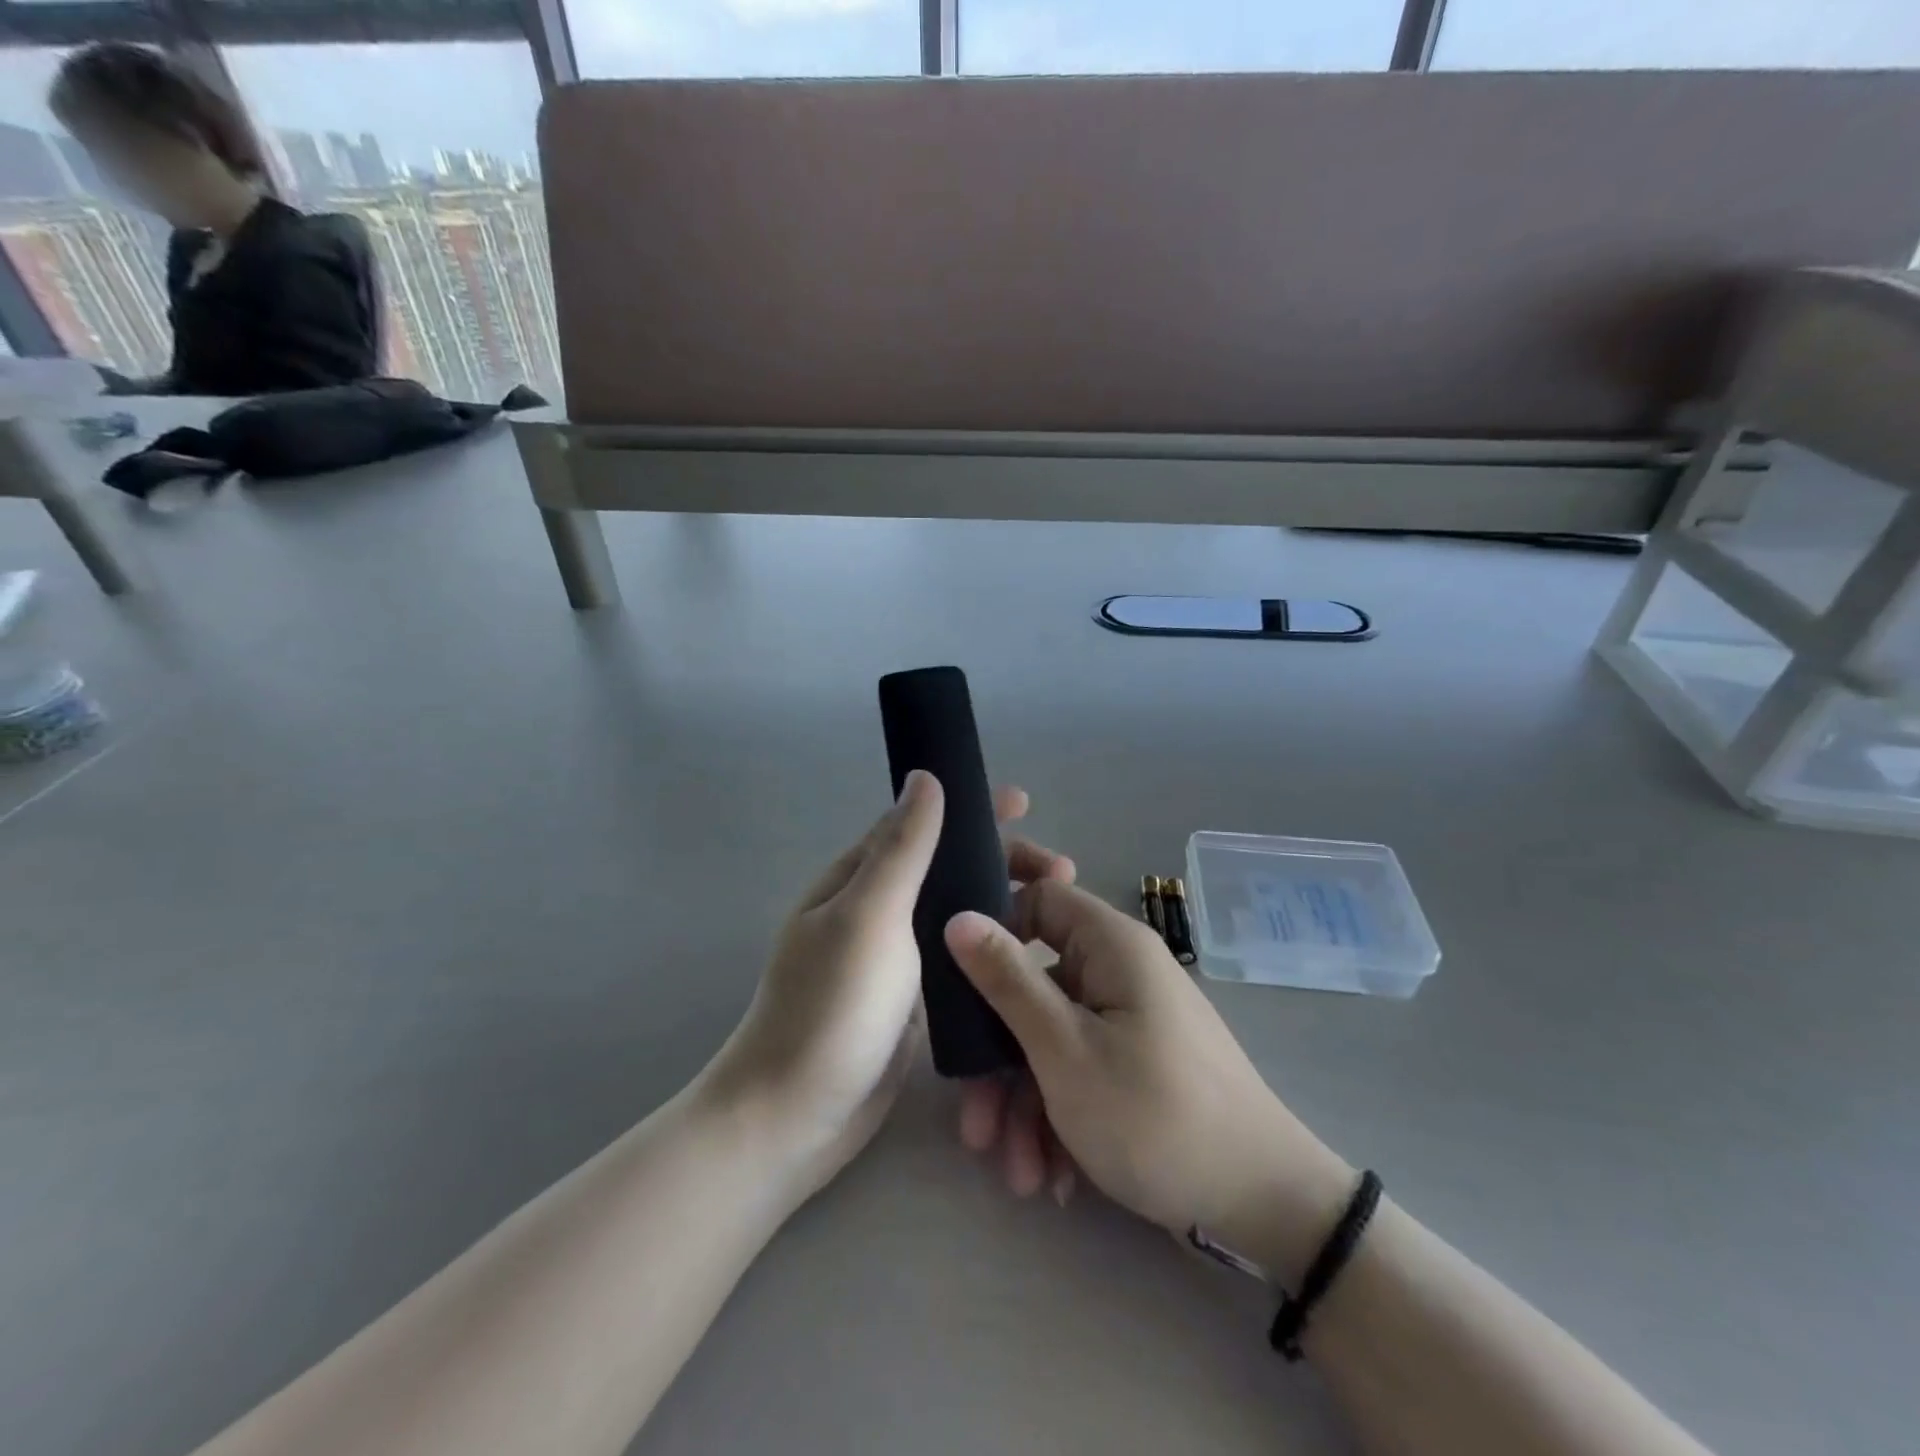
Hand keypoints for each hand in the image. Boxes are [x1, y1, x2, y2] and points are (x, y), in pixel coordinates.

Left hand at [700, 775, 1073, 1199]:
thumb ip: (902, 848)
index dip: (972, 809)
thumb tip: (924, 776)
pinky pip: (960, 960)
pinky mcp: (914, 1001)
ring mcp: (896, 959)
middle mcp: (878, 911)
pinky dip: (994, 949)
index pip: (921, 824)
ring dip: (1005, 905)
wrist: (795, 1118)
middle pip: (948, 869)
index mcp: (860, 879)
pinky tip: (1030, 960)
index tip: (1024, 803)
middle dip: (1003, 862)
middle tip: (1061, 873)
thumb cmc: (831, 1007)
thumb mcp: (869, 916)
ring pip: (958, 915)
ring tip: (1056, 915)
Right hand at [945, 881, 1353, 1281]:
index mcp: (1110, 946)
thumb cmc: (1154, 1115)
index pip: (1038, 899)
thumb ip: (1006, 980)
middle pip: (1036, 988)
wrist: (1264, 1209)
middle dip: (999, 1059)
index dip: (995, 931)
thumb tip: (958, 916)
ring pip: (1053, 1041)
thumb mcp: (1064, 1049)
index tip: (959, 985)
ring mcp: (1130, 1023)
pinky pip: (1081, 1072)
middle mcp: (1120, 973)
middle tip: (976, 1126)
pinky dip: (1059, 1118)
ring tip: (1017, 1174)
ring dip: (1025, 1105)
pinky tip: (1052, 1178)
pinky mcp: (1138, 1067)